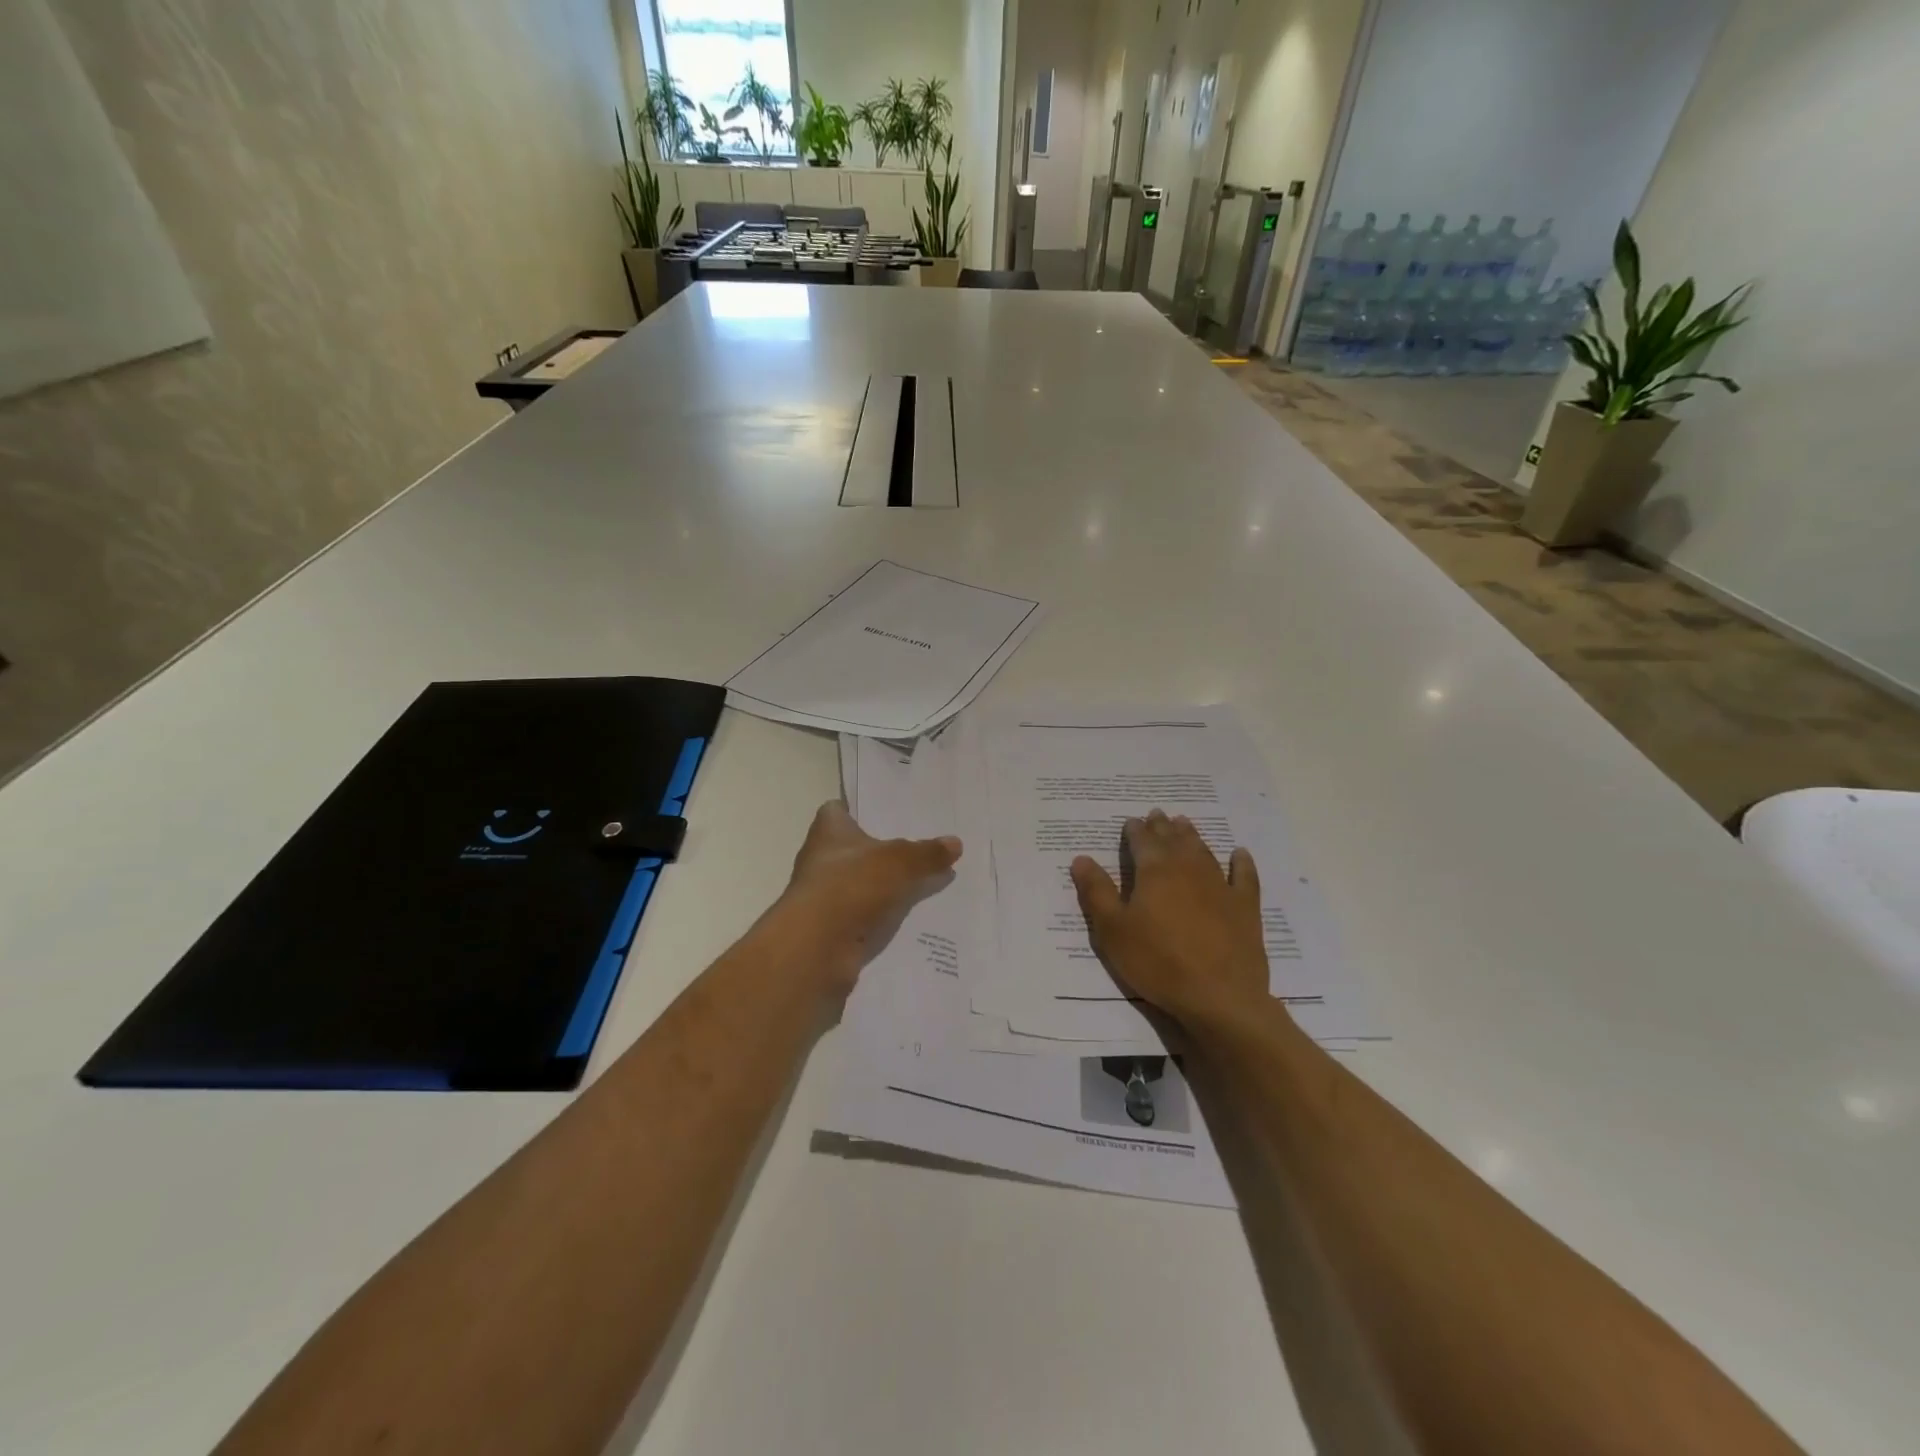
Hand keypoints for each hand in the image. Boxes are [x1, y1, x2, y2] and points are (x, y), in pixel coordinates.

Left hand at [774, 801, 961, 995]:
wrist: (817, 948)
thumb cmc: (851, 885)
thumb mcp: (899, 862)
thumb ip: (927, 852)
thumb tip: (955, 843)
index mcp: (828, 831)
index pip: (838, 810)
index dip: (860, 809)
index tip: (888, 811)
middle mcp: (822, 859)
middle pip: (856, 848)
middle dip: (885, 849)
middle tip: (924, 845)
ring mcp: (827, 895)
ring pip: (863, 883)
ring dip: (887, 885)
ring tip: (928, 879)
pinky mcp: (835, 927)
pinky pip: (867, 914)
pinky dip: (885, 916)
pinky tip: (915, 916)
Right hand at [1071, 811, 1268, 1033]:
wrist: (1219, 996)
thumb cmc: (1157, 962)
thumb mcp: (1113, 930)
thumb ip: (1097, 891)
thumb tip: (1081, 857)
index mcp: (1154, 871)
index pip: (1142, 841)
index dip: (1134, 830)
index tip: (1130, 822)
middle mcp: (1188, 868)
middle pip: (1173, 839)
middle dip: (1162, 826)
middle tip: (1157, 814)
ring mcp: (1220, 886)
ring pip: (1203, 851)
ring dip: (1192, 836)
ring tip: (1185, 824)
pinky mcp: (1245, 907)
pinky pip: (1244, 876)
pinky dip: (1241, 862)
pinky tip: (1239, 854)